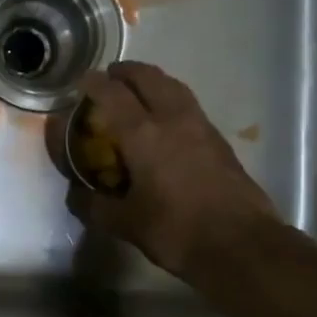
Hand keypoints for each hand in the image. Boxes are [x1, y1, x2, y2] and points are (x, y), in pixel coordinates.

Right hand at [68, 62, 282, 280]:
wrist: (241, 244)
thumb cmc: (177, 230)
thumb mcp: (125, 223)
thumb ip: (94, 205)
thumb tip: (75, 194)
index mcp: (143, 135)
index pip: (113, 94)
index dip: (94, 83)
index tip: (82, 80)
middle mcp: (172, 119)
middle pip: (148, 77)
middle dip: (126, 72)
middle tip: (110, 78)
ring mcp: (201, 126)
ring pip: (173, 86)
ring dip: (152, 80)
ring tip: (138, 90)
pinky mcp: (219, 140)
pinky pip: (188, 104)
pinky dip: (170, 98)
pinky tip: (165, 119)